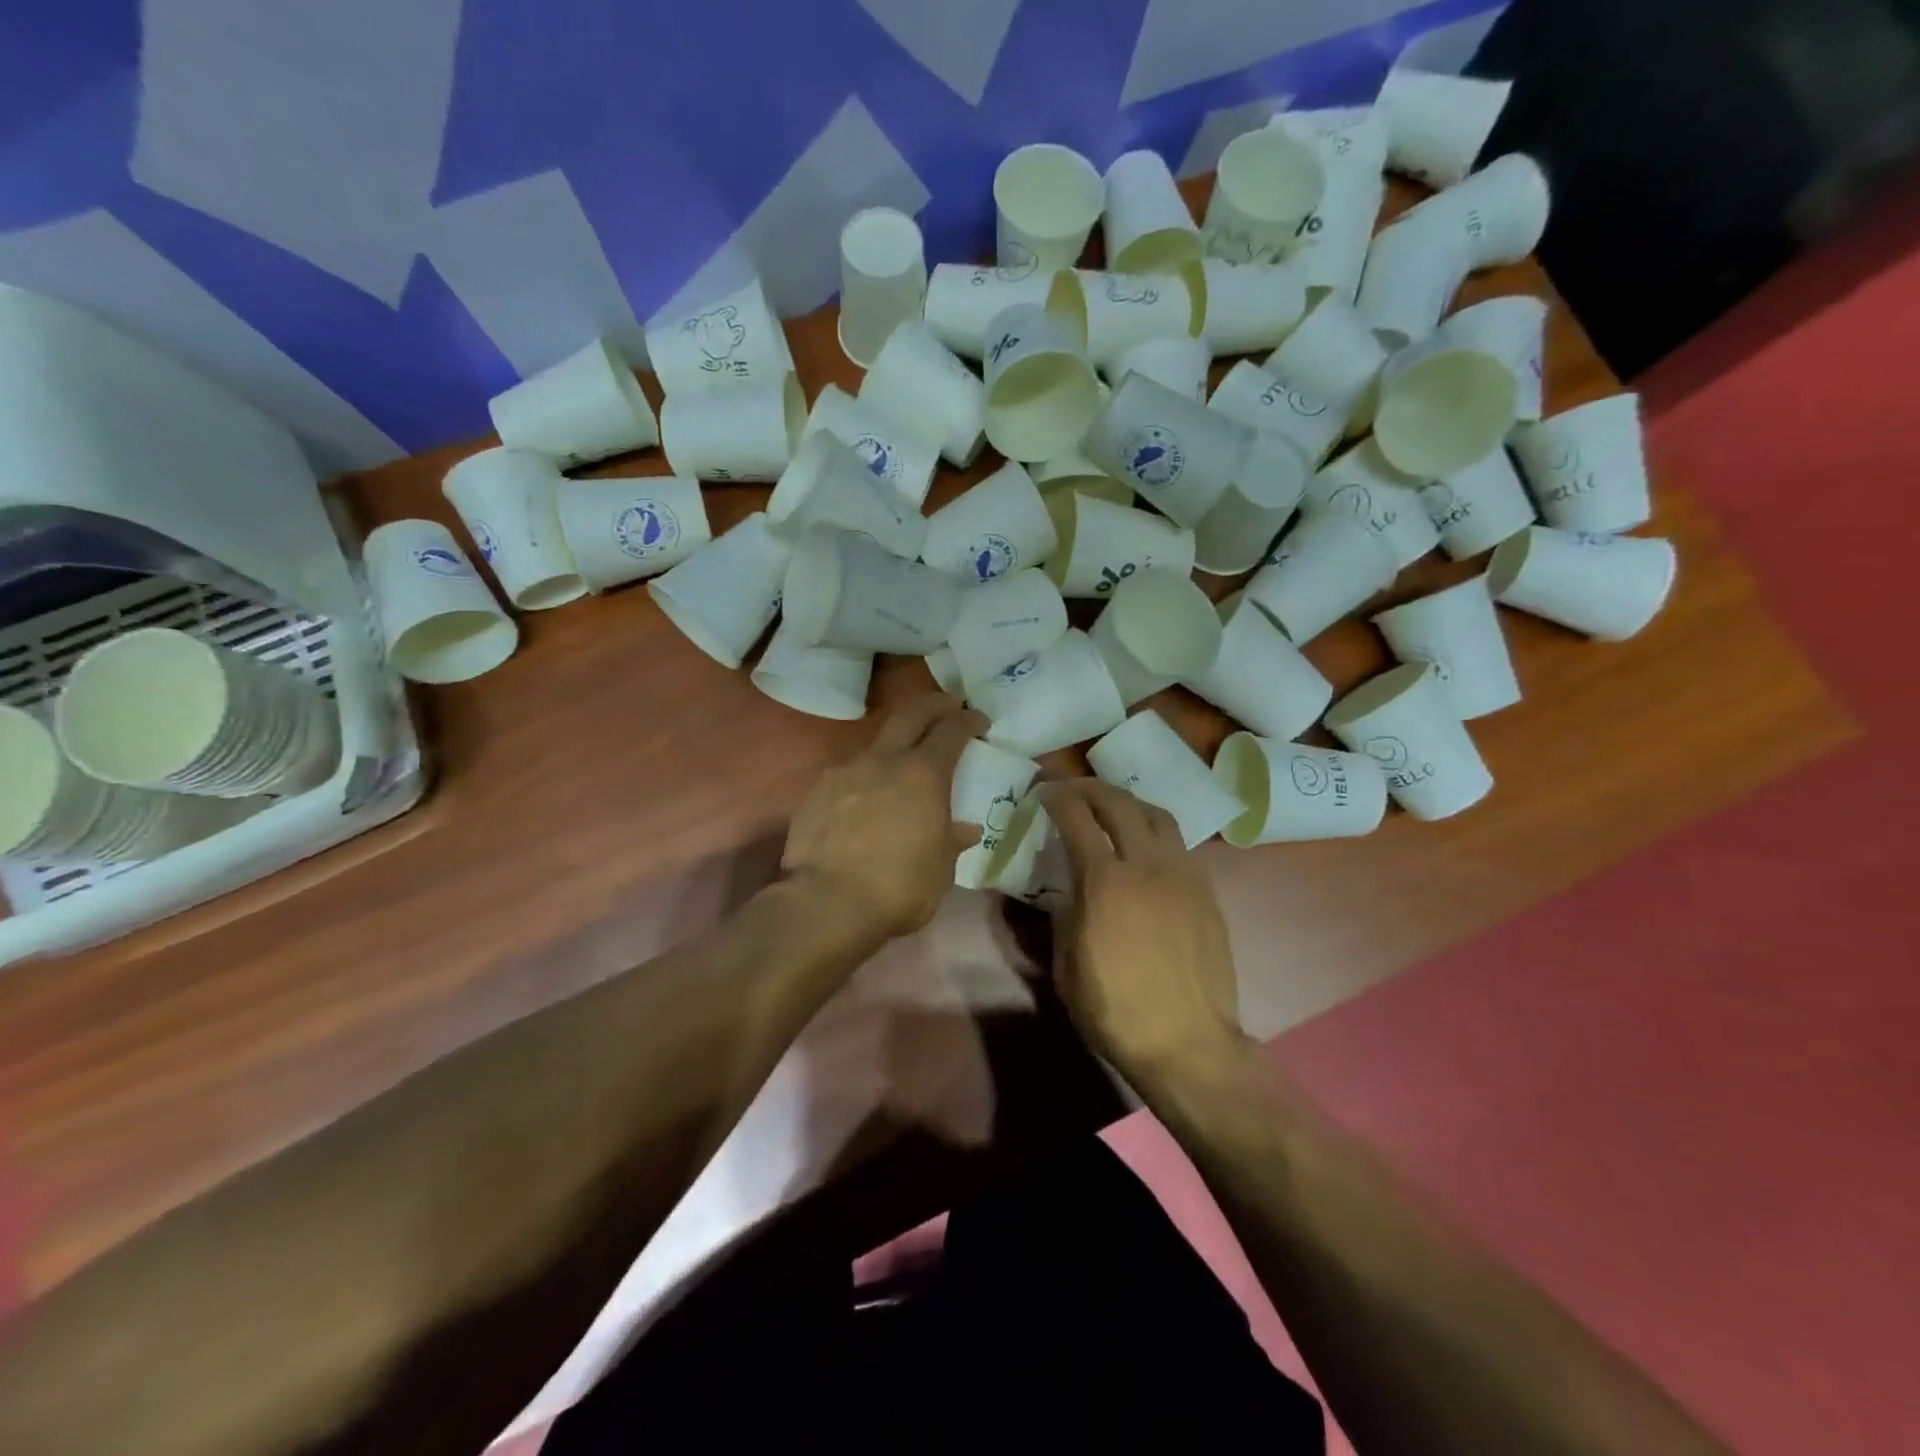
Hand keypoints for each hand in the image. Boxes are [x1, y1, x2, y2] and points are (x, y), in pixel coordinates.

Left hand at [783, 694, 984, 939]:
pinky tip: (864, 800)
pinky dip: (864, 778)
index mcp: (922, 774)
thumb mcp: (940, 870)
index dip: (967, 720)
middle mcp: (883, 761)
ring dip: (894, 745)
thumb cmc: (897, 888)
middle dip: (933, 704)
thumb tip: (964, 829)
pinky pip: (847, 774)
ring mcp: (844, 772)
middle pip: (910, 714)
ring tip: (902, 765)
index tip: (978, 719)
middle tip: (948, 705)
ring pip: (875, 744)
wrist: (825, 904)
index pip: (951, 730)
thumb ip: (951, 842)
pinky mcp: (816, 792)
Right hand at [1041, 780, 1244, 1079]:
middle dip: (1091, 789)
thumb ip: (1064, 916)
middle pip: (1120, 803)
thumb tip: (1069, 892)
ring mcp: (1183, 874)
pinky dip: (1156, 832)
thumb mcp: (1066, 965)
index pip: (1077, 818)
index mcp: (1105, 882)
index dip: (1057, 798)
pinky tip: (1146, 848)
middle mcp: (1146, 865)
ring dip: (1129, 803)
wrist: (1187, 1042)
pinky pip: (1180, 844)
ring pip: (1157, 815)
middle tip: (1073, 790)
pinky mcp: (1206, 891)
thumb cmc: (1115, 1010)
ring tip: (1112, 809)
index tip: (1044, 792)